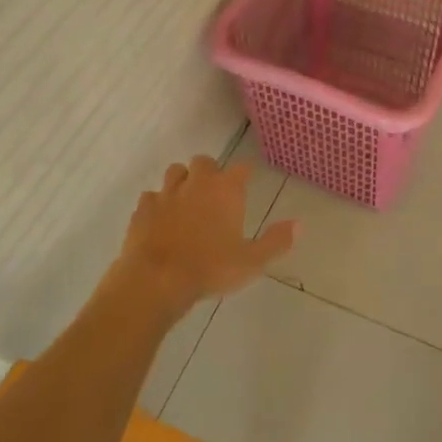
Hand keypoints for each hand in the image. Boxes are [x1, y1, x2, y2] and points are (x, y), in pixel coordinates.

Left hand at [116, 156, 296, 316]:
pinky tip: (161, 219)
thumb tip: (299, 224)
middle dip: (210, 172)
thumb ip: (276, 241)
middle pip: (205, 162)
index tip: (246, 183)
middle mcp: (197, 182)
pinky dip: (158, 203)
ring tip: (187, 200)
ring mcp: (167, 193)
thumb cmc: (210, 268)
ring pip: (175, 172)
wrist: (156, 279)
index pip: (241, 168)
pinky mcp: (143, 208)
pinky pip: (151, 196)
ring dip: (183, 181)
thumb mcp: (252, 261)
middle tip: (215, 193)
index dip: (244, 174)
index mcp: (226, 189)